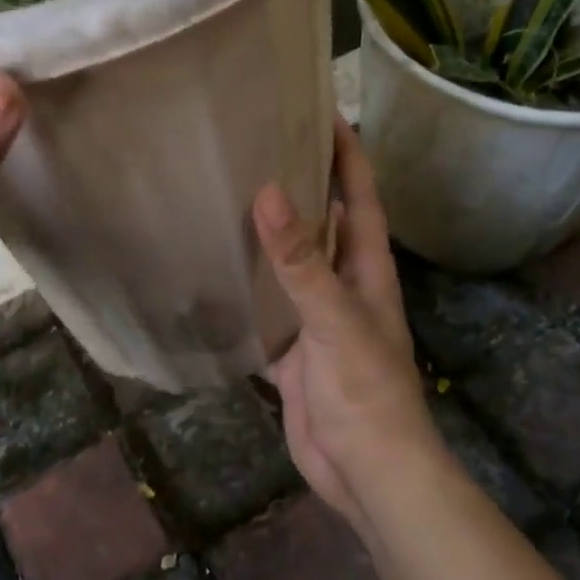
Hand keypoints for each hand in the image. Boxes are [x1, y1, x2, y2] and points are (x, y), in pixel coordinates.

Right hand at [253, 118, 436, 533]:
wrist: (367, 471)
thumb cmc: (365, 391)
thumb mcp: (335, 319)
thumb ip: (300, 261)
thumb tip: (267, 192)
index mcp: (365, 268)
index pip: (358, 195)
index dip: (345, 153)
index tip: (320, 109)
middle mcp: (342, 283)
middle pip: (321, 221)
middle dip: (298, 183)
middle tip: (256, 144)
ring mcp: (314, 317)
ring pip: (289, 263)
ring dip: (266, 233)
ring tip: (225, 193)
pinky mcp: (290, 349)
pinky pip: (264, 306)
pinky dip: (244, 287)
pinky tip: (212, 268)